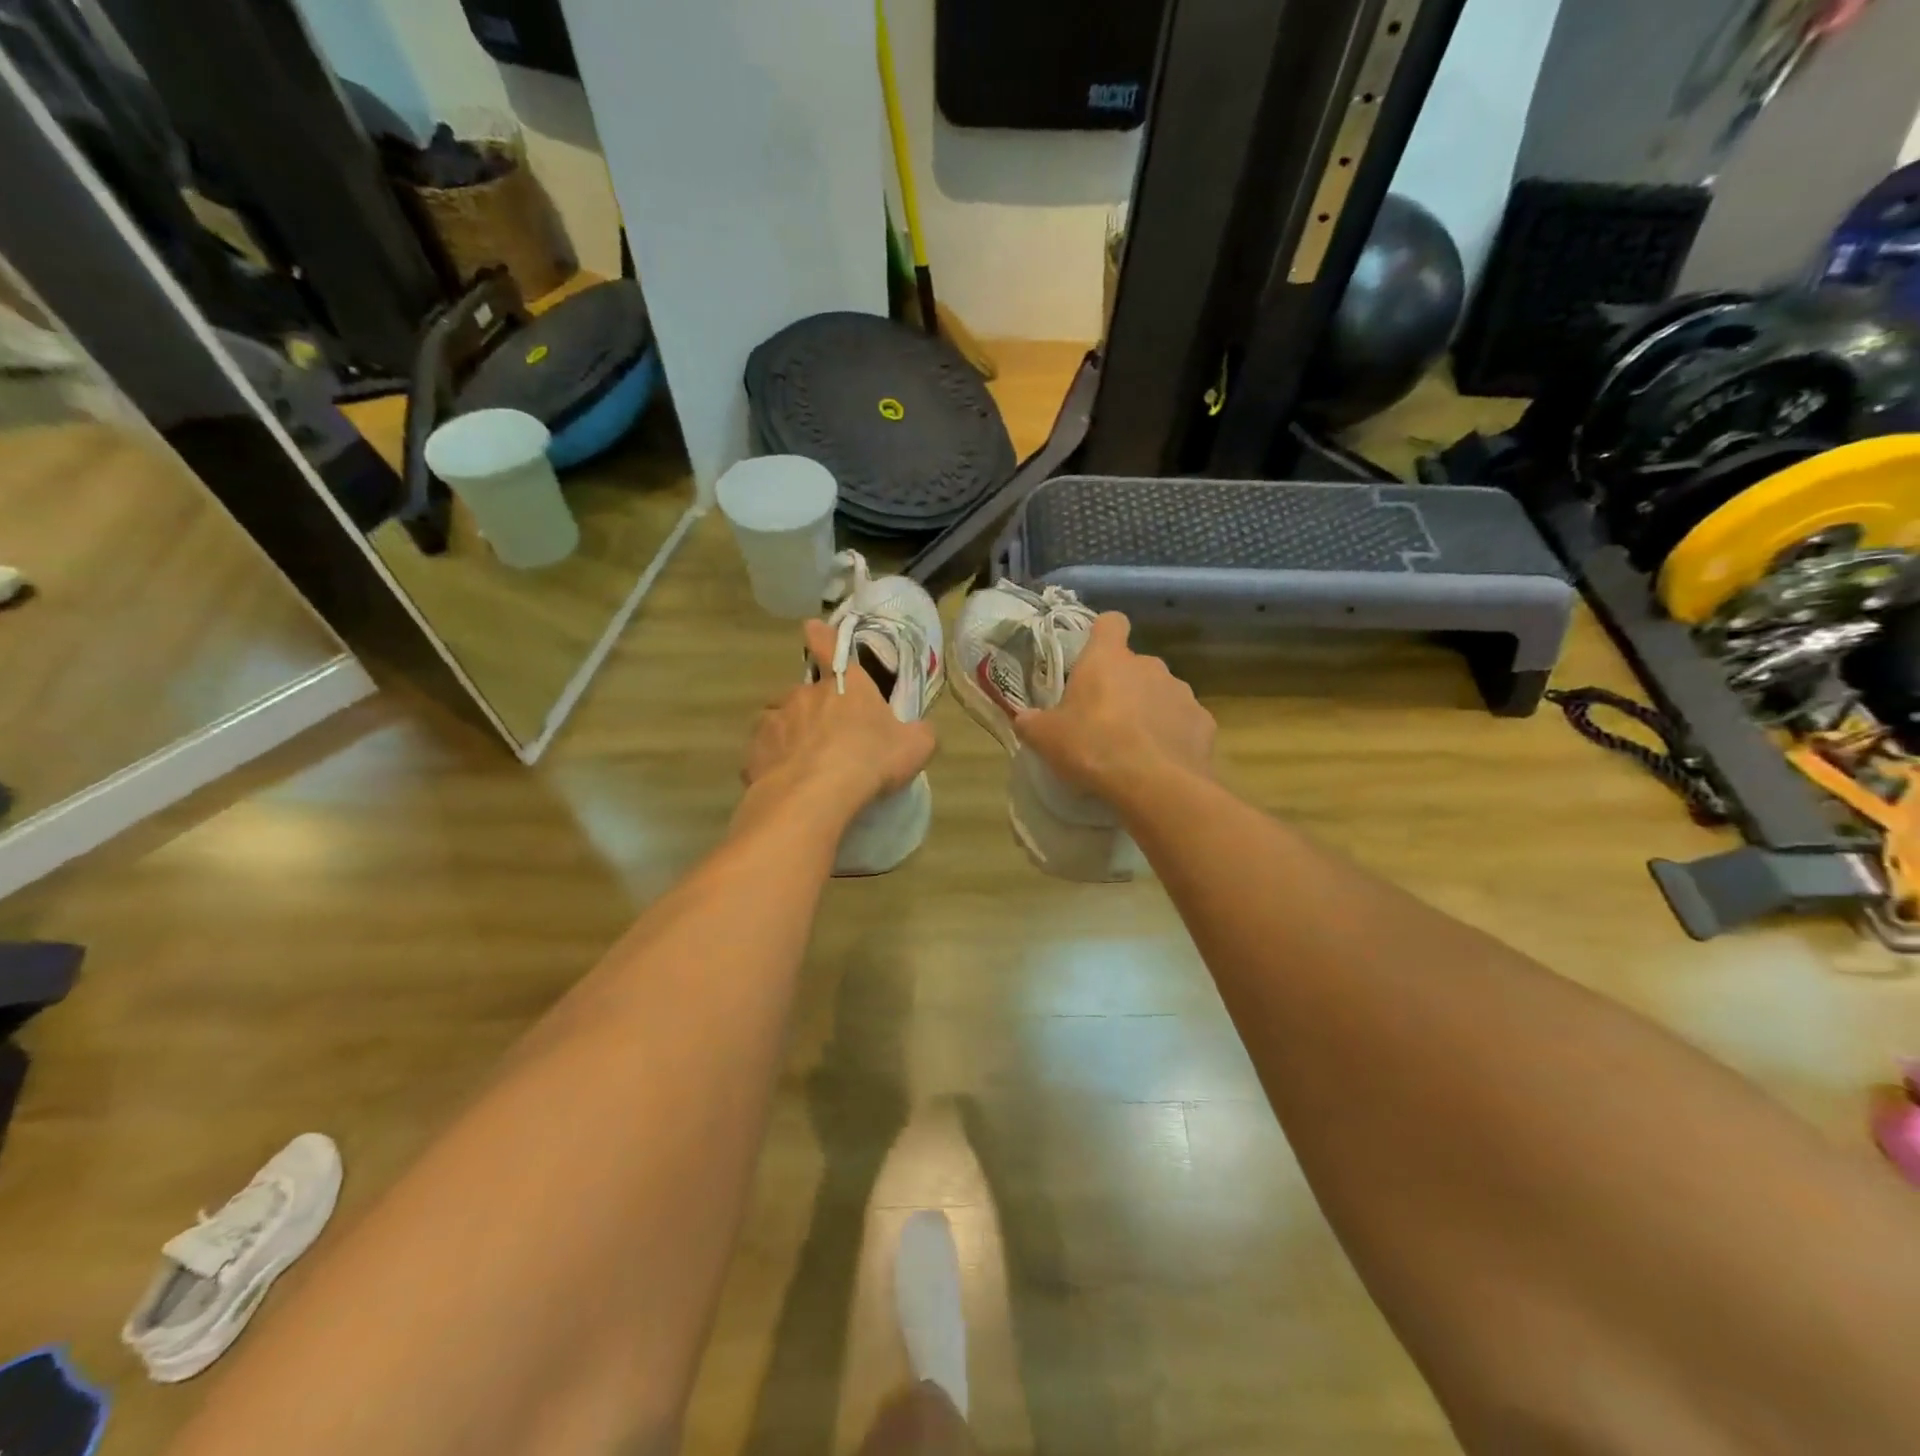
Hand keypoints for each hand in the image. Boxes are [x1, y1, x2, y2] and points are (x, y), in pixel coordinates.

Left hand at [740, 620, 935, 823]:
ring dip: (791, 732)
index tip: (811, 628)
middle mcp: (807, 692)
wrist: (815, 795)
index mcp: (846, 683)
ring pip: (782, 718)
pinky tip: (786, 779)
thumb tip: (919, 730)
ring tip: (804, 761)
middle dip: (815, 710)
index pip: (830, 647)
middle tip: (829, 739)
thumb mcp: (915, 747)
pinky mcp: (756, 748)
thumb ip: (918, 733)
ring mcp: (777, 718)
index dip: (821, 637)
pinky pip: (766, 749)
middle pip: (808, 693)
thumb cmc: (870, 761)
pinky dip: (774, 759)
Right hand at [1013, 613, 1214, 799]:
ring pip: (1160, 692)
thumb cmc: (1092, 748)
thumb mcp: (1046, 738)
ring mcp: (1181, 691)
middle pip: (1133, 665)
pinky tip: (1160, 761)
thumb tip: (1025, 719)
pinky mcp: (1203, 721)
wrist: (1155, 785)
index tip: (1093, 656)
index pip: (1110, 623)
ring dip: (1147, 710)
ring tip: (1133, 746)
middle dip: (1121, 685)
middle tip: (1102, 720)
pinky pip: (1182, 721)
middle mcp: (1148, 665)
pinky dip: (1172, 735)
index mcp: (1108, 660)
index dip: (1102, 635)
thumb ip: (1032, 722)